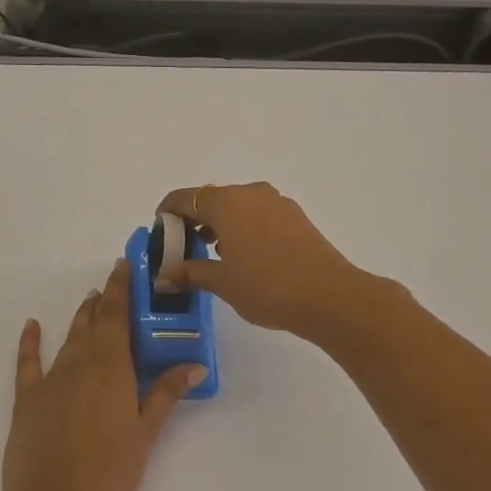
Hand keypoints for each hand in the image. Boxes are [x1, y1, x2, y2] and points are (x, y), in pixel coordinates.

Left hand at [3, 259, 205, 490]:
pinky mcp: (27, 399)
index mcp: (110, 368)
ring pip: (68, 338)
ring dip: (80, 318)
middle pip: (92, 322)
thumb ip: (165, 394)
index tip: (122, 266)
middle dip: (103, 300)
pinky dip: (30, 342)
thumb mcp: (145, 433)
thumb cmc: (109, 470)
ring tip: (89, 301)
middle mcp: (79, 363)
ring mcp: (50, 380)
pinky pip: (28, 362)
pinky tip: (32, 326)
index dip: (120, 288)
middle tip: (111, 283)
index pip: (116, 316)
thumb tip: (194, 365)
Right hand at [155, 182, 382, 344]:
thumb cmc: (267, 286)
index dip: (166, 215)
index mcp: (226, 202)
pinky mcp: (296, 218)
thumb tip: (164, 276)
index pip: (183, 198)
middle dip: (193, 222)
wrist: (330, 297)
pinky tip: (244, 258)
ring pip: (236, 207)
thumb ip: (189, 272)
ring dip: (219, 226)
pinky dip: (243, 229)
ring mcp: (277, 203)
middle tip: (183, 251)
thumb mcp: (221, 282)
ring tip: (213, 258)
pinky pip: (258, 216)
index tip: (160, 236)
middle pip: (210, 200)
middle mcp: (251, 193)